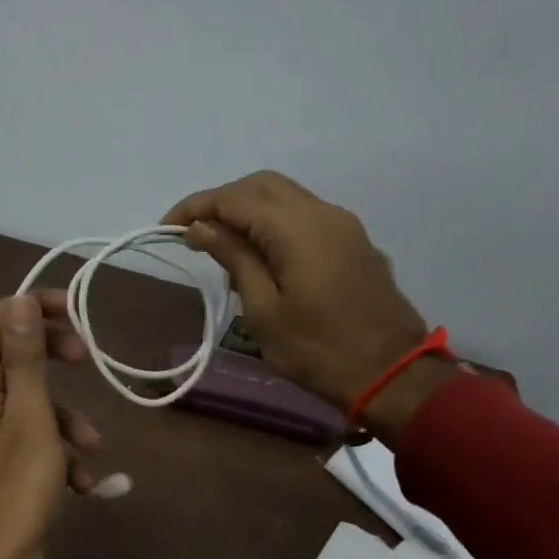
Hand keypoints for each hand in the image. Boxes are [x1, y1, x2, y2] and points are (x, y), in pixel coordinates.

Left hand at [0, 292, 101, 558]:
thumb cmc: (16, 491)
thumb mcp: (31, 417)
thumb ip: (25, 358)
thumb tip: (20, 300)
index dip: (35, 306)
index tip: (77, 312)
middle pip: (15, 354)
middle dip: (56, 357)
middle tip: (87, 361)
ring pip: (31, 401)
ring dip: (66, 417)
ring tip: (91, 446)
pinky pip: (32, 438)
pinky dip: (58, 452)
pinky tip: (83, 484)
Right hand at [163, 170, 453, 436]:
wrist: (393, 374)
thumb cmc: (318, 350)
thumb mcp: (264, 310)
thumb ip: (234, 258)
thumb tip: (202, 227)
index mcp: (298, 228)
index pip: (235, 198)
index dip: (196, 207)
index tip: (165, 229)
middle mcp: (323, 213)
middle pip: (262, 185)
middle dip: (221, 201)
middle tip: (192, 232)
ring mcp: (343, 225)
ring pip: (286, 197)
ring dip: (248, 210)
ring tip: (220, 244)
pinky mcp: (353, 242)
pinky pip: (305, 215)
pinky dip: (273, 222)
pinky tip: (259, 255)